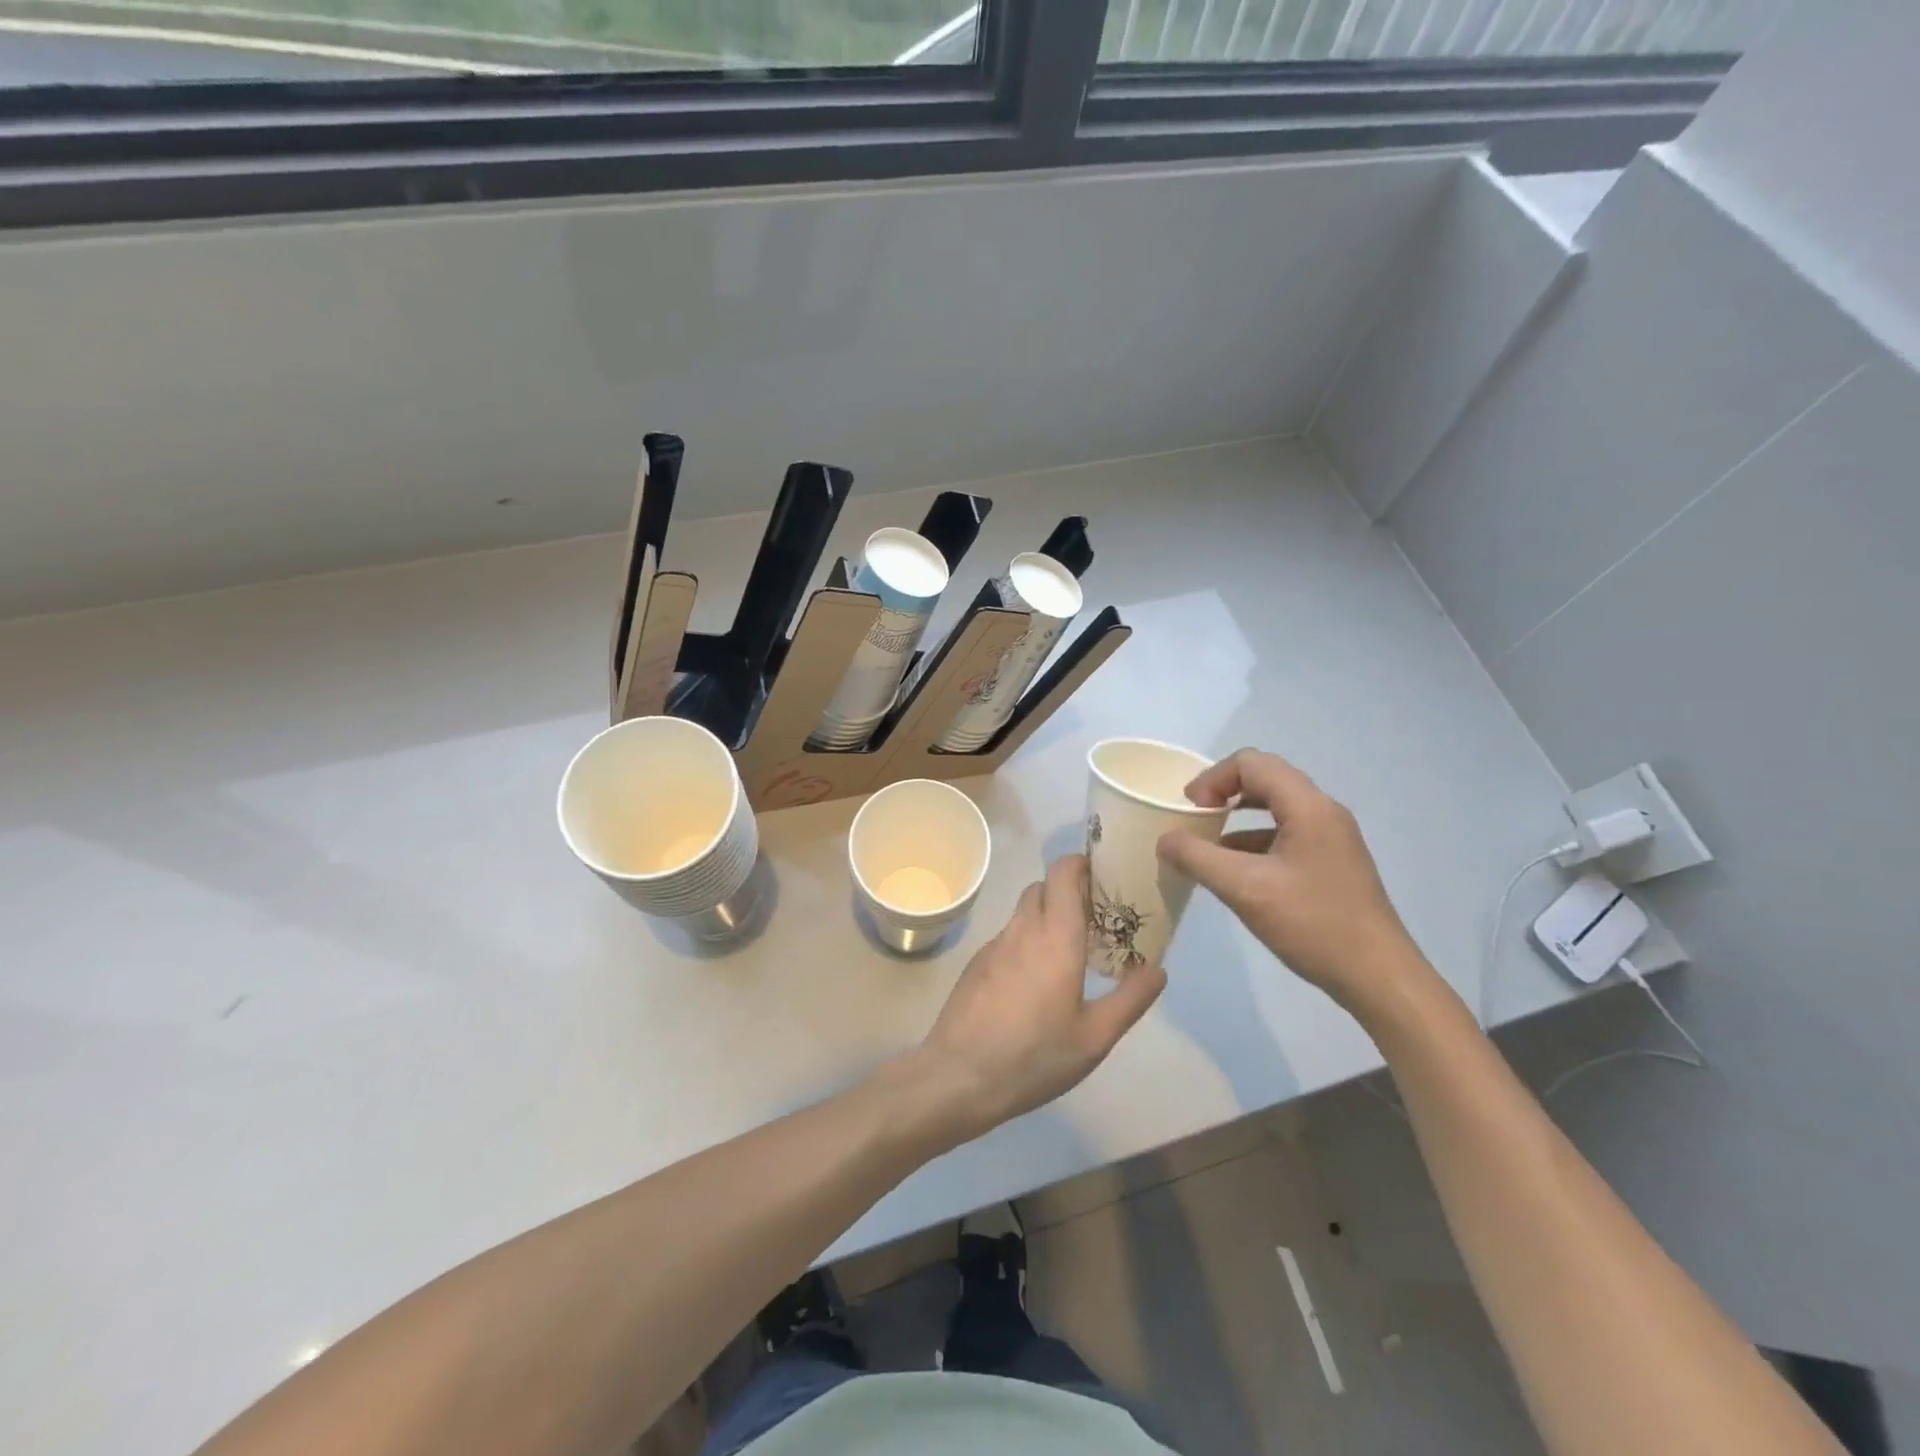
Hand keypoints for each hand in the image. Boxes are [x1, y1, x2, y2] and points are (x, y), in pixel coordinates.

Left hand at [911, 854, 1165, 1144]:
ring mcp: (994, 945)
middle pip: (1043, 887)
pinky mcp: (976, 964)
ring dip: (1046, 917)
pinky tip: (1035, 982)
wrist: (959, 1075)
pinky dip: (1026, 941)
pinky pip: (1008, 937)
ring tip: (1069, 953)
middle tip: (1094, 920)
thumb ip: (1130, 999)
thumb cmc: (1034, 1055)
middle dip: (1067, 892)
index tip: (1102, 877)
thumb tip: (1158, 968)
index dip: (1081, 864)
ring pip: (1023, 912)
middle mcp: (1022, 929)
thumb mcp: (1095, 1037)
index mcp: (1055, 936)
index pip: (1062, 872)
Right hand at [1155, 749, 1426, 1013]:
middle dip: (1223, 793)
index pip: (1251, 763)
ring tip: (1208, 847)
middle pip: (1265, 779)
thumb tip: (1165, 840)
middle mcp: (1324, 812)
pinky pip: (1286, 834)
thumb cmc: (1312, 924)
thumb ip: (1197, 858)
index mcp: (1307, 806)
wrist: (1379, 977)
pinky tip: (1236, 874)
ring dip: (1237, 818)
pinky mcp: (1332, 863)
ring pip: (1276, 808)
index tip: (1190, 812)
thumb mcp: (1244, 889)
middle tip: (1195, 820)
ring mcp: (1332, 838)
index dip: (1212, 779)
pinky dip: (1254, 842)